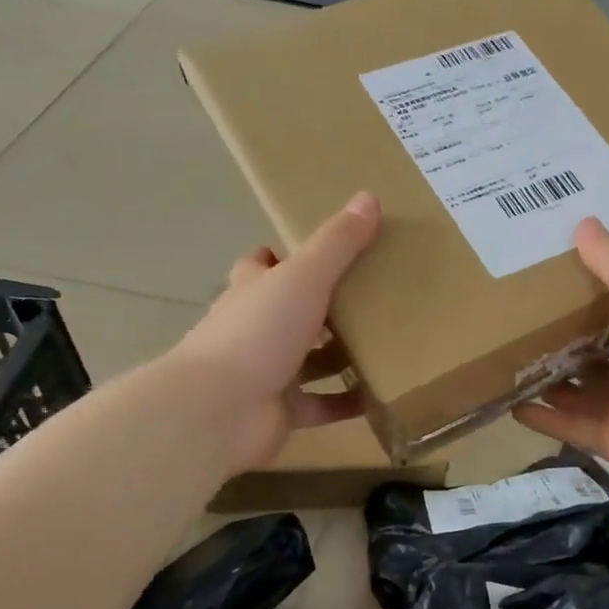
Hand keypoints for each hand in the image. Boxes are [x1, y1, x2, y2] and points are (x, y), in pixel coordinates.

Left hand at [172, 191, 381, 474]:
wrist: (219, 411)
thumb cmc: (257, 332)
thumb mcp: (303, 278)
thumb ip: (337, 243)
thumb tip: (369, 197)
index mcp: (253, 290)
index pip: (263, 264)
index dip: (288, 256)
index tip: (330, 253)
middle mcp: (256, 328)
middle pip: (291, 311)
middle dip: (326, 306)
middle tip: (375, 298)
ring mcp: (267, 372)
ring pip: (310, 360)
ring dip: (342, 355)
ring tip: (389, 343)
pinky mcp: (282, 411)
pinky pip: (323, 404)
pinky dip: (349, 400)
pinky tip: (382, 393)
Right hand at [514, 219, 608, 496]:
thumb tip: (583, 223)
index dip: (600, 293)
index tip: (562, 274)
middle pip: (601, 352)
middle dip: (568, 339)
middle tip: (525, 319)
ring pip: (582, 391)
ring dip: (552, 378)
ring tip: (511, 358)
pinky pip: (569, 426)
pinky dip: (543, 418)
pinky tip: (512, 404)